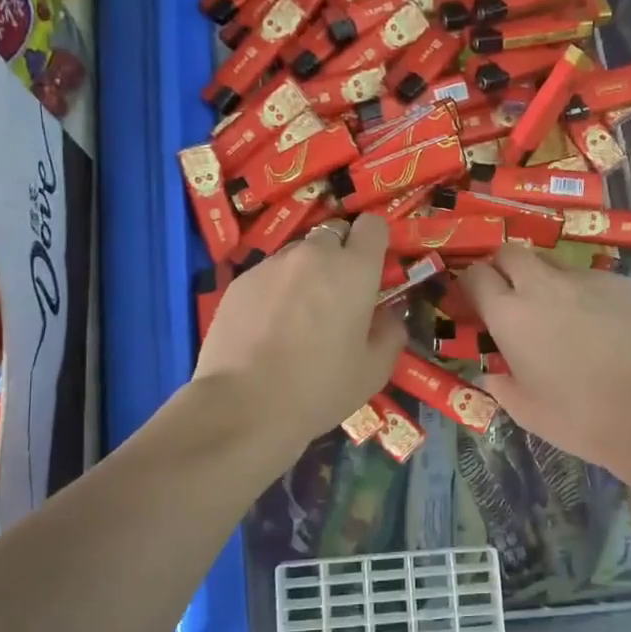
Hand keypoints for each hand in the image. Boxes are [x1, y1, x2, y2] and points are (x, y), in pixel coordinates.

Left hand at [194, 214, 405, 447]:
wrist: (244, 406)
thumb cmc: (319, 389)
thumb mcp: (374, 371)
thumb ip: (390, 332)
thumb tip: (387, 314)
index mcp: (354, 270)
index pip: (372, 225)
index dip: (374, 243)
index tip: (372, 269)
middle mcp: (313, 255)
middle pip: (332, 235)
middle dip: (339, 258)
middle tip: (336, 299)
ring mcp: (272, 265)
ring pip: (298, 255)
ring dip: (305, 274)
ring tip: (297, 317)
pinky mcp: (240, 281)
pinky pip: (268, 274)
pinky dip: (275, 290)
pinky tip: (267, 328)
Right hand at [461, 245, 630, 474]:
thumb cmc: (577, 417)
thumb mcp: (525, 410)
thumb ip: (501, 385)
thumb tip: (492, 373)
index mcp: (510, 315)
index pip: (475, 276)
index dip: (472, 285)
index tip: (476, 303)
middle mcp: (542, 285)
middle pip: (511, 252)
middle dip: (505, 267)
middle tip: (513, 296)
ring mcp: (585, 279)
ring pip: (553, 262)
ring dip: (545, 279)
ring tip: (560, 312)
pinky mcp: (621, 283)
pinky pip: (591, 278)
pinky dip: (585, 294)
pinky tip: (601, 324)